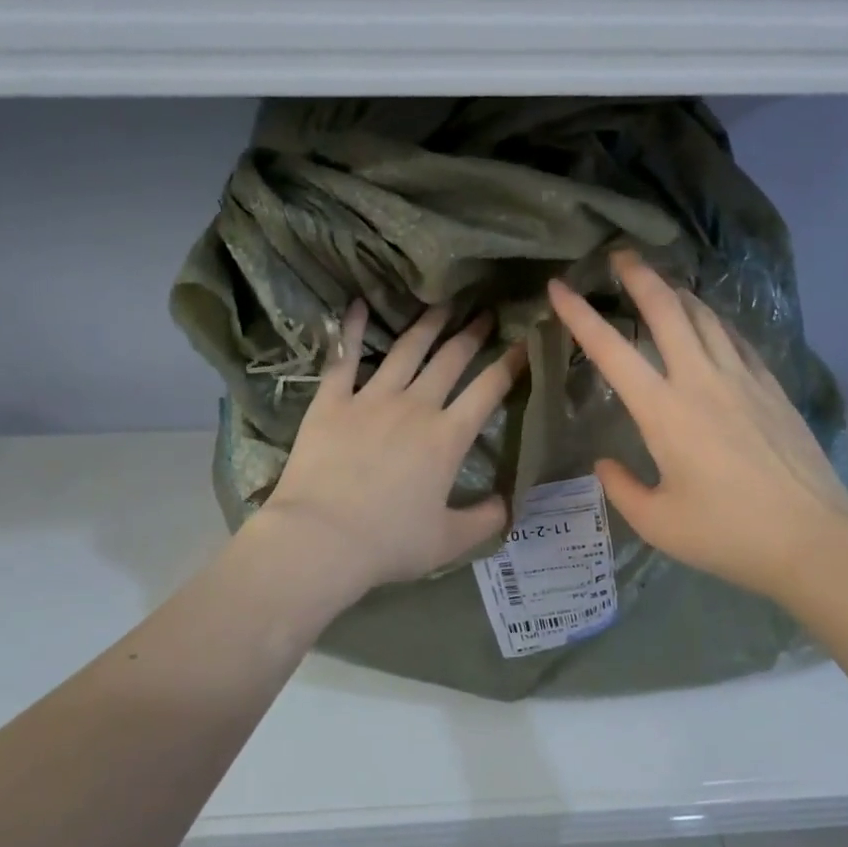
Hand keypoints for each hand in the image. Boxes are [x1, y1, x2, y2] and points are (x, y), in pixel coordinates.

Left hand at [249, 302, 526, 595]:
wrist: (321, 539)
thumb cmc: (389, 542)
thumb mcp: (450, 541)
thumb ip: (487, 520)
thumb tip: (510, 503)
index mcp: (447, 437)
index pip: (489, 390)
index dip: (511, 363)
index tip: (526, 342)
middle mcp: (415, 407)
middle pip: (450, 360)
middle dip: (473, 334)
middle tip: (486, 311)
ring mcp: (371, 399)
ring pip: (406, 351)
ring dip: (428, 325)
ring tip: (443, 304)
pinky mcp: (332, 401)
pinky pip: (345, 358)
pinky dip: (354, 330)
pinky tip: (360, 305)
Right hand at [547, 250, 847, 607]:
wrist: (813, 539)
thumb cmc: (727, 534)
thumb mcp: (657, 523)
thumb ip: (621, 488)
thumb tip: (604, 463)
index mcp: (664, 412)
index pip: (611, 351)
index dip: (580, 315)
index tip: (559, 286)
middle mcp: (701, 381)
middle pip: (667, 310)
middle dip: (639, 276)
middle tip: (620, 255)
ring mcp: (743, 379)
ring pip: (705, 316)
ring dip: (678, 292)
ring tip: (661, 283)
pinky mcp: (772, 388)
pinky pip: (736, 339)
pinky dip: (713, 321)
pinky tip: (709, 324)